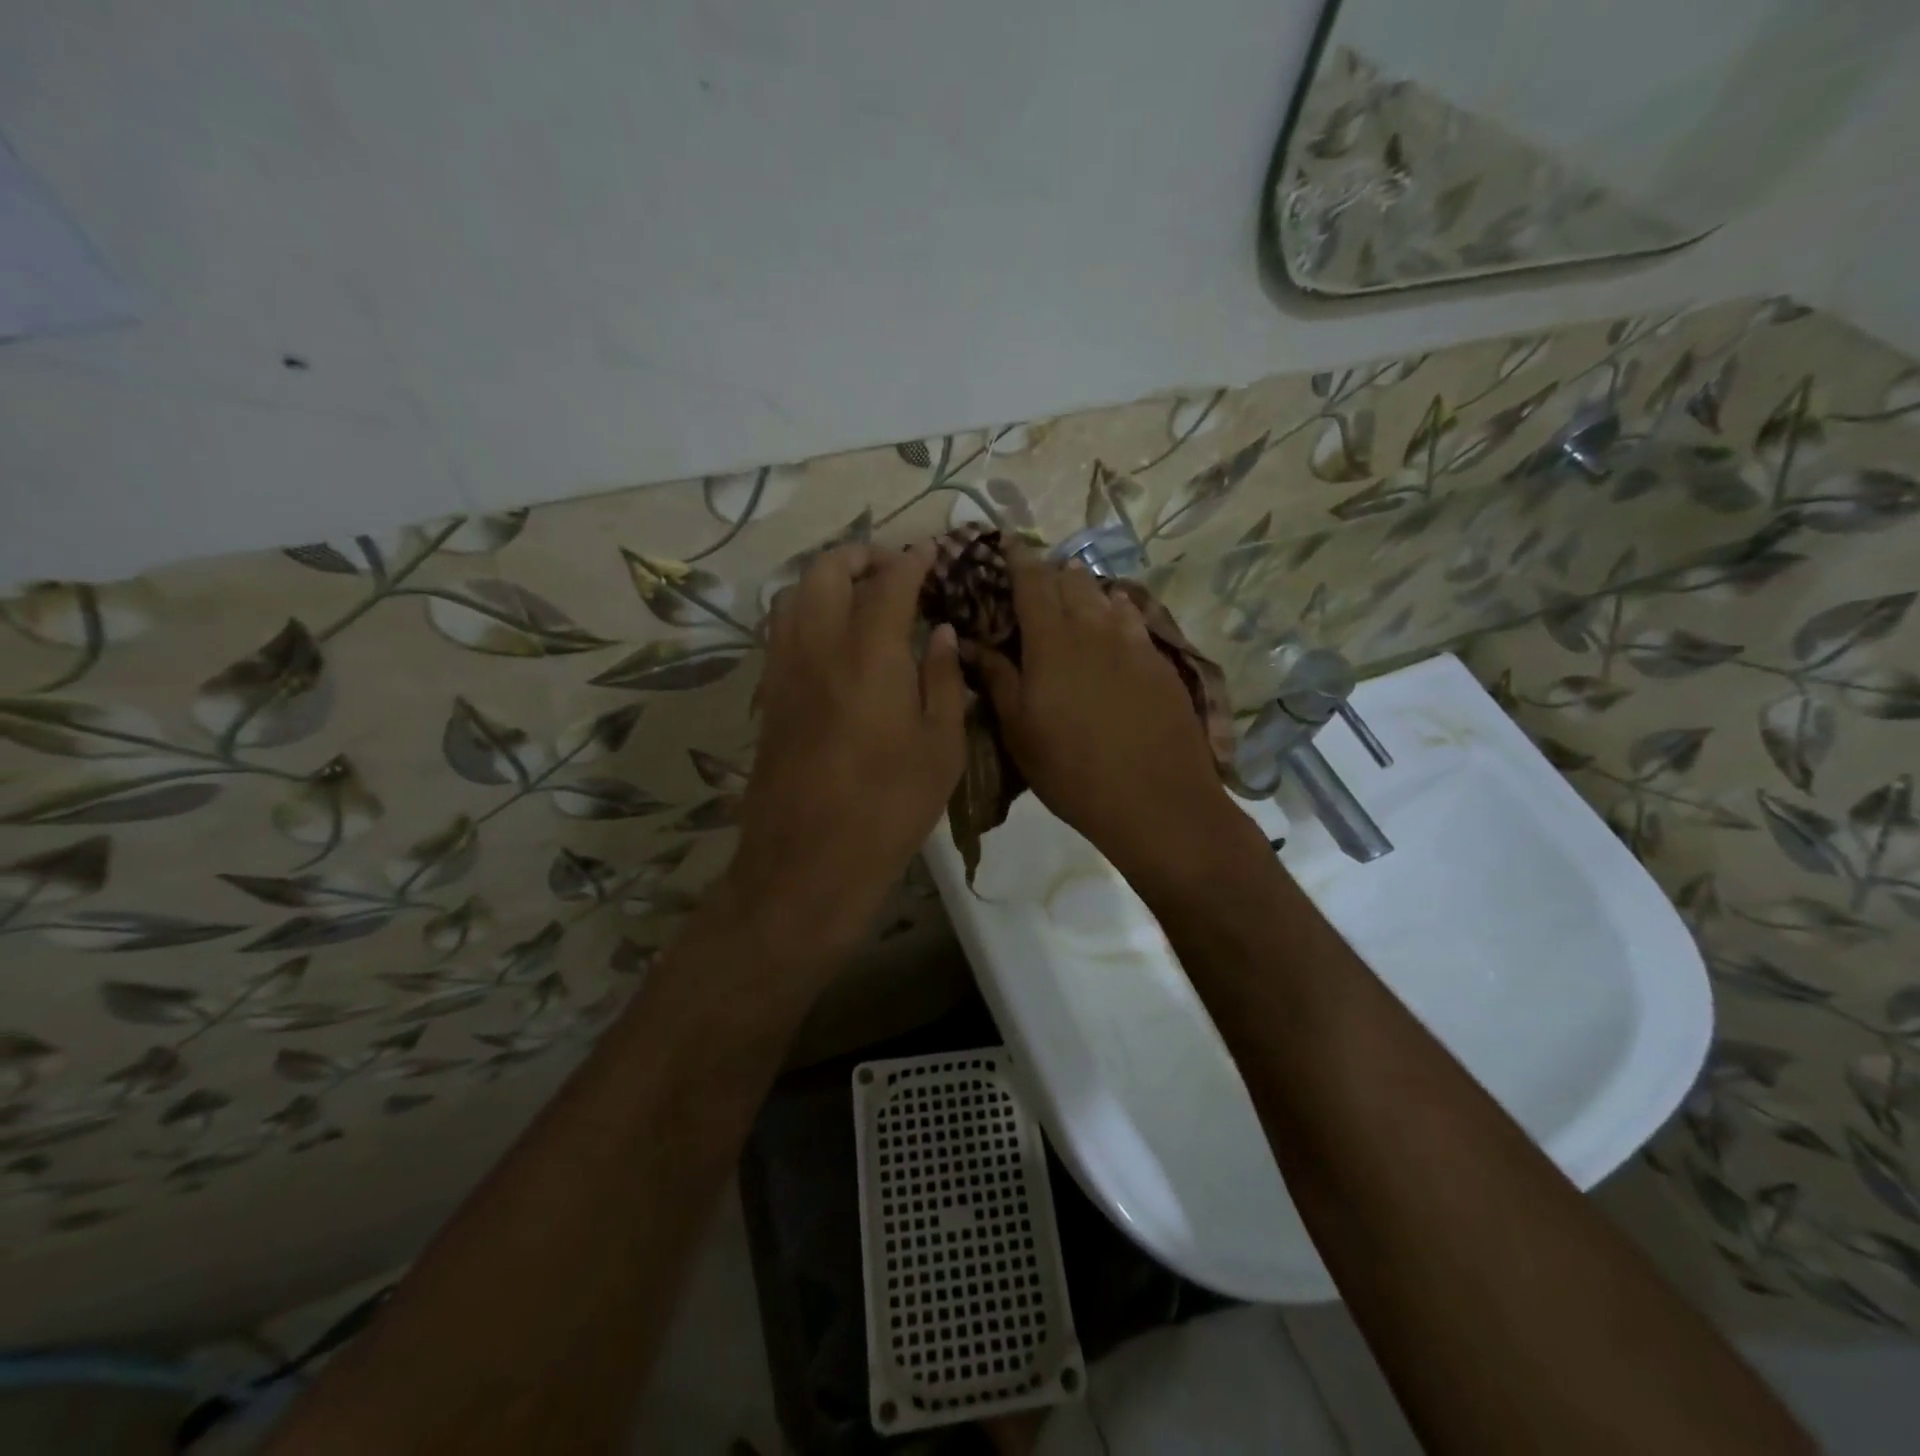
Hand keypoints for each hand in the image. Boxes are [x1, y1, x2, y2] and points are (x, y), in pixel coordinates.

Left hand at [723, 543, 964, 974]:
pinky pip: (781, 629)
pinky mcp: (768, 695)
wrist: (809, 860)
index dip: (912, 561)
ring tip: (861, 596)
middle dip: (861, 556)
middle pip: (826, 571)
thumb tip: (940, 633)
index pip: (888, 582)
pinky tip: (834, 638)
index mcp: (869, 654)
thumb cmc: (890, 807)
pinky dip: (806, 610)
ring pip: (793, 594)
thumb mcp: (940, 748)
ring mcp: (784, 669)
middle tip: (893, 569)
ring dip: (827, 579)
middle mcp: (818, 646)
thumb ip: (942, 680)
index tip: (931, 554)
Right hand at [976, 550, 1250, 883]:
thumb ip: (996, 678)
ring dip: (1084, 589)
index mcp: (1051, 640)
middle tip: (1034, 580)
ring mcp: (1133, 642)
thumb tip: (967, 642)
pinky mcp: (1160, 662)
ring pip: (1105, 596)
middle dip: (1050, 572)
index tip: (1006, 544)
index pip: (1031, 580)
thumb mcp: (1019, 730)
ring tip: (1072, 590)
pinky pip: (1134, 619)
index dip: (1017, 558)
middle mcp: (1093, 627)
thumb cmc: (1071, 769)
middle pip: (1070, 581)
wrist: (1155, 799)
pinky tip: (1115, 619)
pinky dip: (1117, 610)